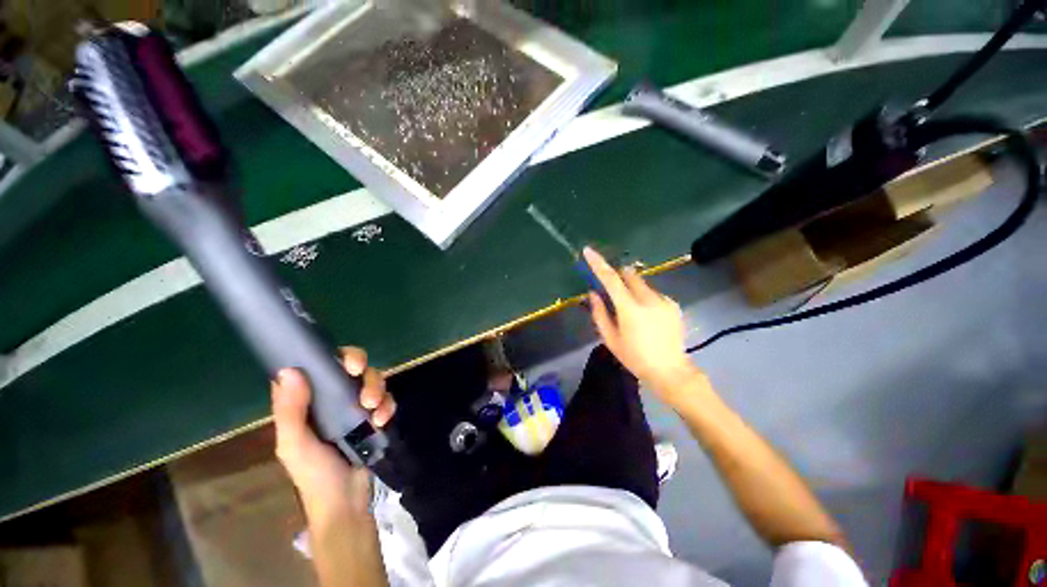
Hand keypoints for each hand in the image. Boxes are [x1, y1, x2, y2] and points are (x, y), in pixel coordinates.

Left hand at [271, 347, 395, 527]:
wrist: (345, 501)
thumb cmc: (313, 473)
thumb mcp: (294, 445)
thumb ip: (290, 410)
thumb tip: (289, 370)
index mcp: (307, 402)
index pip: (316, 367)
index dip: (329, 356)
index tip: (343, 361)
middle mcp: (331, 398)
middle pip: (352, 367)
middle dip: (361, 370)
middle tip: (360, 375)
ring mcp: (354, 407)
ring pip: (372, 380)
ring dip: (376, 388)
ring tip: (373, 408)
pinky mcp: (373, 416)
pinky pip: (386, 399)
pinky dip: (387, 406)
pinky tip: (382, 421)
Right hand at [583, 247, 697, 400]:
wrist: (670, 371)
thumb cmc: (634, 357)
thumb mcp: (610, 339)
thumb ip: (599, 313)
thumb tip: (593, 293)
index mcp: (630, 309)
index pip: (611, 279)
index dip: (598, 263)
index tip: (588, 251)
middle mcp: (648, 299)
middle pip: (629, 275)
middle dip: (619, 278)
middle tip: (613, 292)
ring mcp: (664, 300)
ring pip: (642, 284)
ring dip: (633, 290)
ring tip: (634, 312)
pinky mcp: (674, 304)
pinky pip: (653, 293)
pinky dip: (645, 298)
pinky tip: (648, 317)